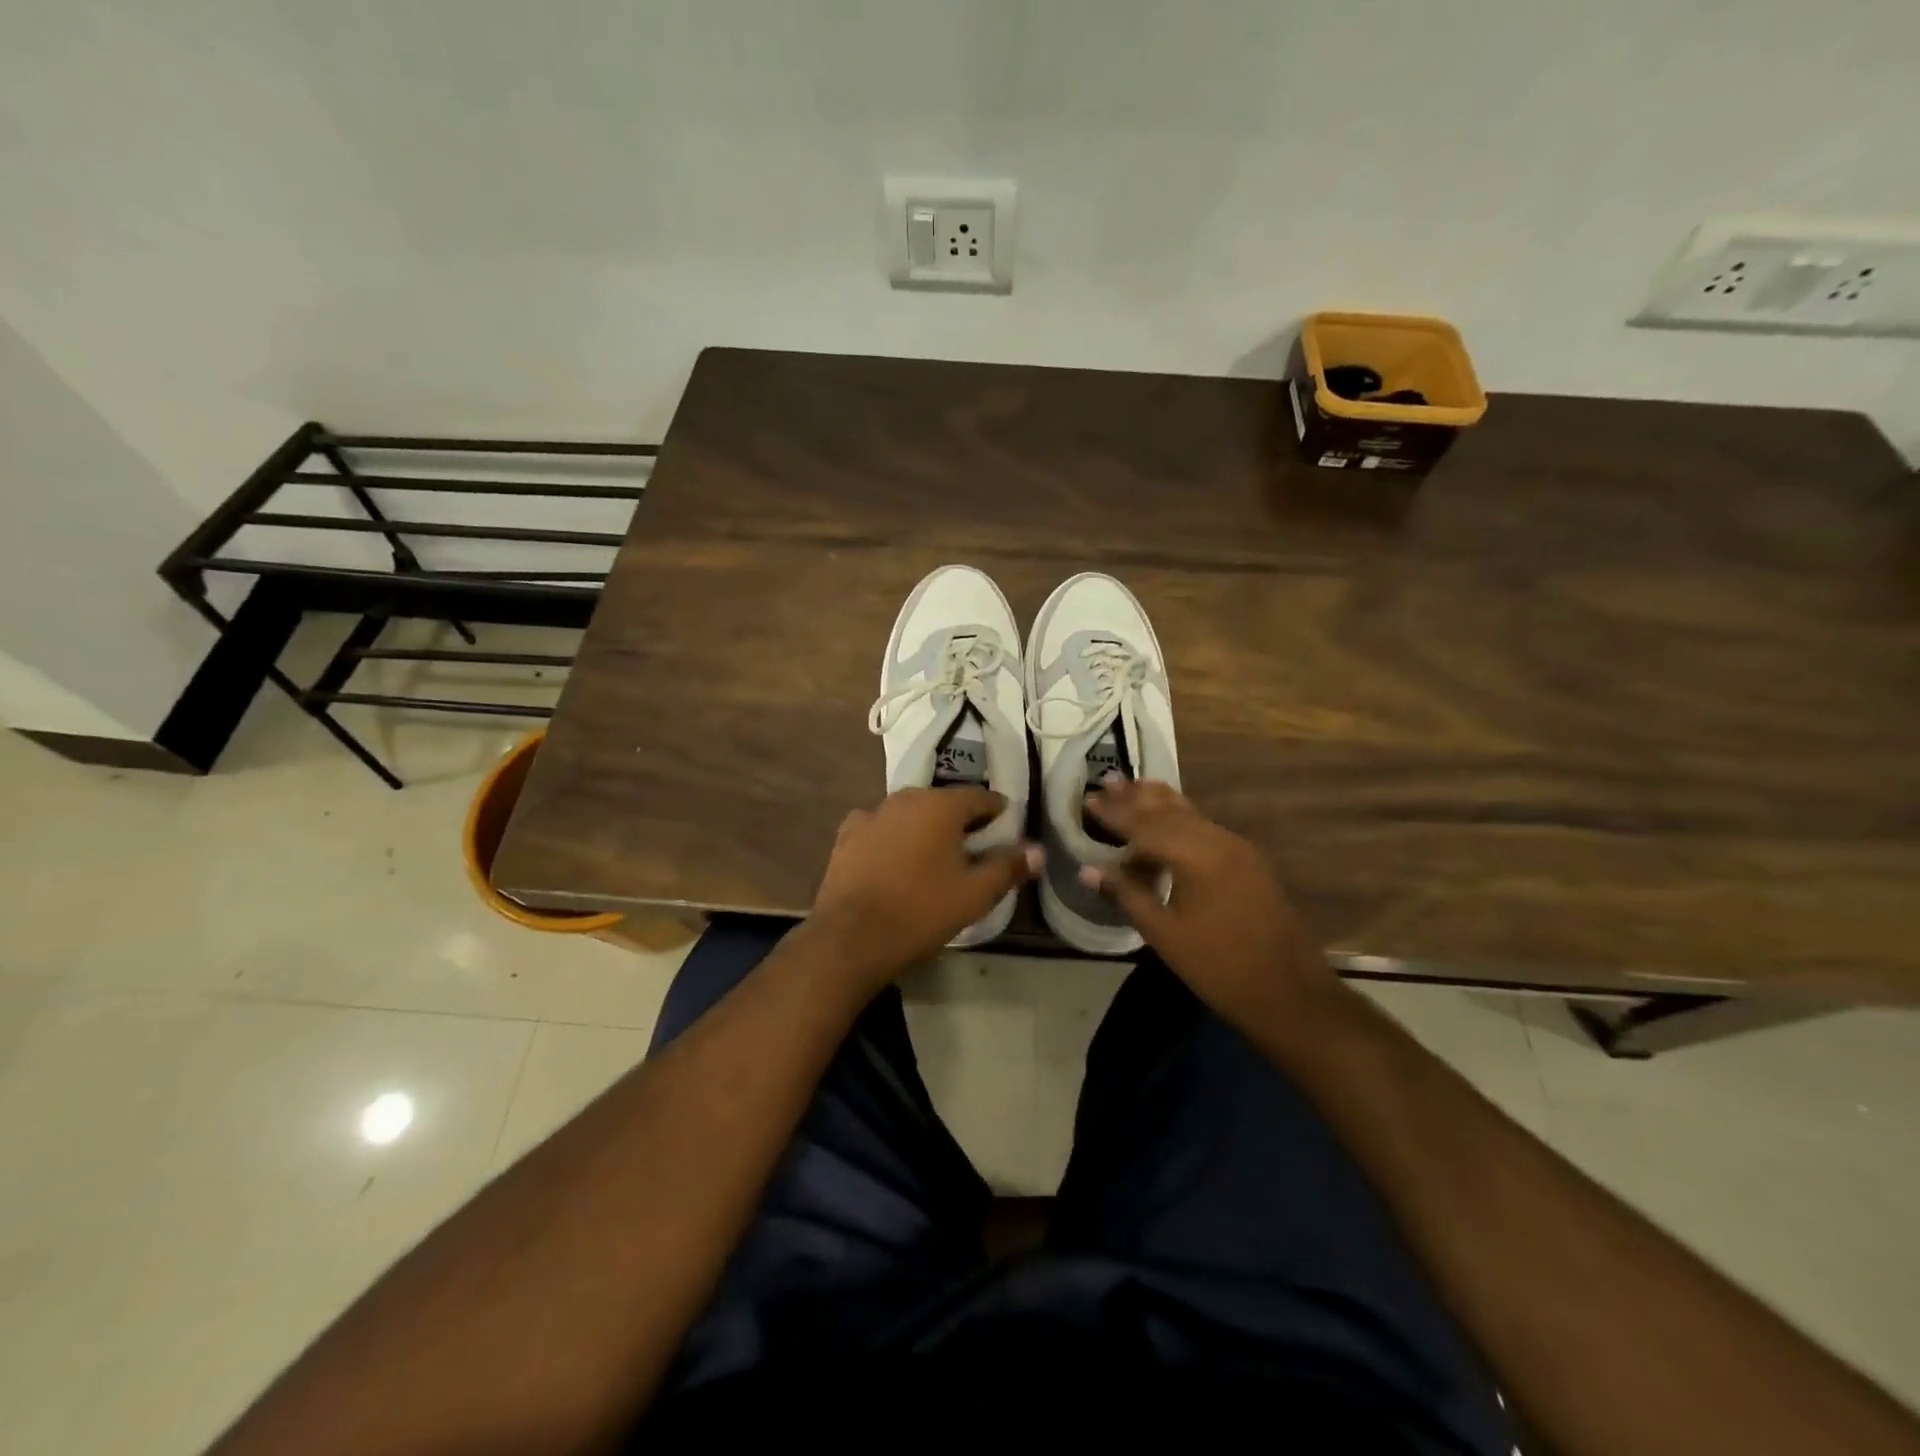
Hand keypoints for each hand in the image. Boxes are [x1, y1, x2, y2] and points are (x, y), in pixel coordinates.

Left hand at [811, 787, 1040, 989]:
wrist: (851, 937)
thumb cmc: (921, 911)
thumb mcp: (975, 894)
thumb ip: (1008, 867)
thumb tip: (1038, 850)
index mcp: (941, 805)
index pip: (981, 797)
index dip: (998, 813)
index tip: (1007, 830)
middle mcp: (906, 798)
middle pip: (944, 803)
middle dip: (962, 821)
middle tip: (974, 848)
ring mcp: (872, 814)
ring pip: (911, 814)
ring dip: (926, 828)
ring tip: (934, 857)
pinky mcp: (847, 835)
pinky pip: (881, 828)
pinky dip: (893, 838)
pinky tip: (895, 860)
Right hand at [1081, 778, 1336, 1025]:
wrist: (1290, 994)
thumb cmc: (1218, 967)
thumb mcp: (1163, 933)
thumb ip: (1126, 893)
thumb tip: (1087, 870)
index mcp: (1197, 855)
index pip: (1145, 826)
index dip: (1114, 814)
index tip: (1088, 799)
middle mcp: (1219, 840)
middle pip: (1170, 810)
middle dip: (1136, 798)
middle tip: (1107, 781)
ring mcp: (1238, 848)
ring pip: (1191, 814)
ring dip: (1159, 802)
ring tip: (1133, 784)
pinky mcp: (1248, 861)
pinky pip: (1205, 827)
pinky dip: (1180, 818)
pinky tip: (1167, 818)